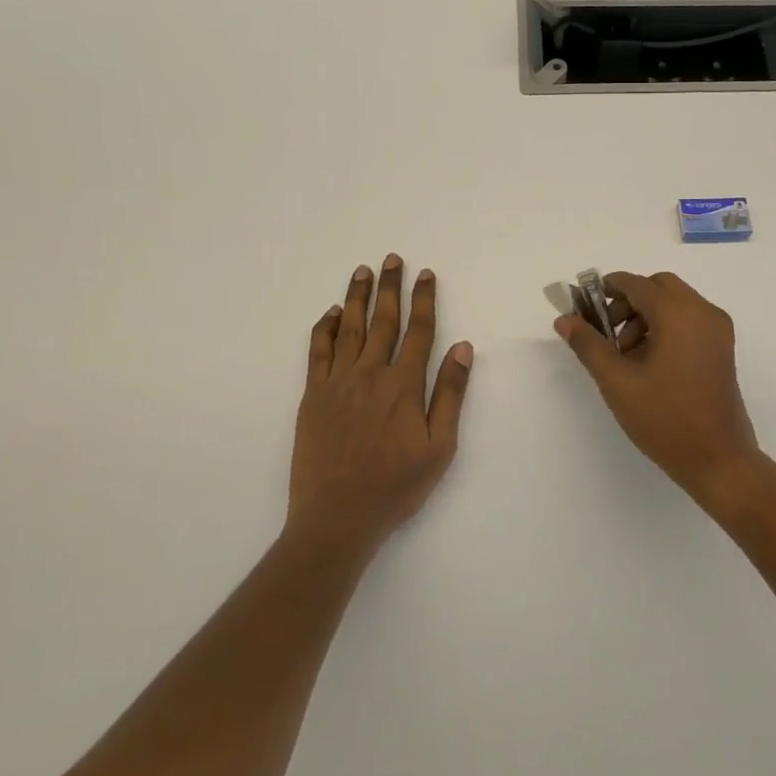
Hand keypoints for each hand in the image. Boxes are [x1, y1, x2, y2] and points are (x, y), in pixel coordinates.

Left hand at [288, 255, 473, 554]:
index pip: (418, 331)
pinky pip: (319, 352)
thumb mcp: (439, 447)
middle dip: (390, 287)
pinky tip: (332, 313)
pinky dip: (325, 329)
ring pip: (350, 328)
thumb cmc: (395, 486)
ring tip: (363, 271)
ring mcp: (338, 383)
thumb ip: (450, 394)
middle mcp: (370, 374)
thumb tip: (462, 347)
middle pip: (383, 320)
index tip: (425, 274)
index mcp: (403, 385)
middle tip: (392, 258)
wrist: (337, 517)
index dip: (424, 300)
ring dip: (357, 296)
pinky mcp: (313, 396)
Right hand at [554, 271, 763, 506]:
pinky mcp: (722, 348)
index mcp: (679, 314)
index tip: (584, 308)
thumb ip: (589, 345)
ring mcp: (717, 330)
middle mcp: (703, 312)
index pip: (636, 284)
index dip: (606, 289)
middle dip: (628, 302)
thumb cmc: (665, 420)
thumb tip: (564, 319)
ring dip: (646, 315)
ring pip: (674, 302)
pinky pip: (689, 319)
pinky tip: (649, 362)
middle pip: (658, 287)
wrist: (719, 461)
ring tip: (626, 356)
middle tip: (608, 333)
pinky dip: (666, 326)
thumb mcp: (618, 382)